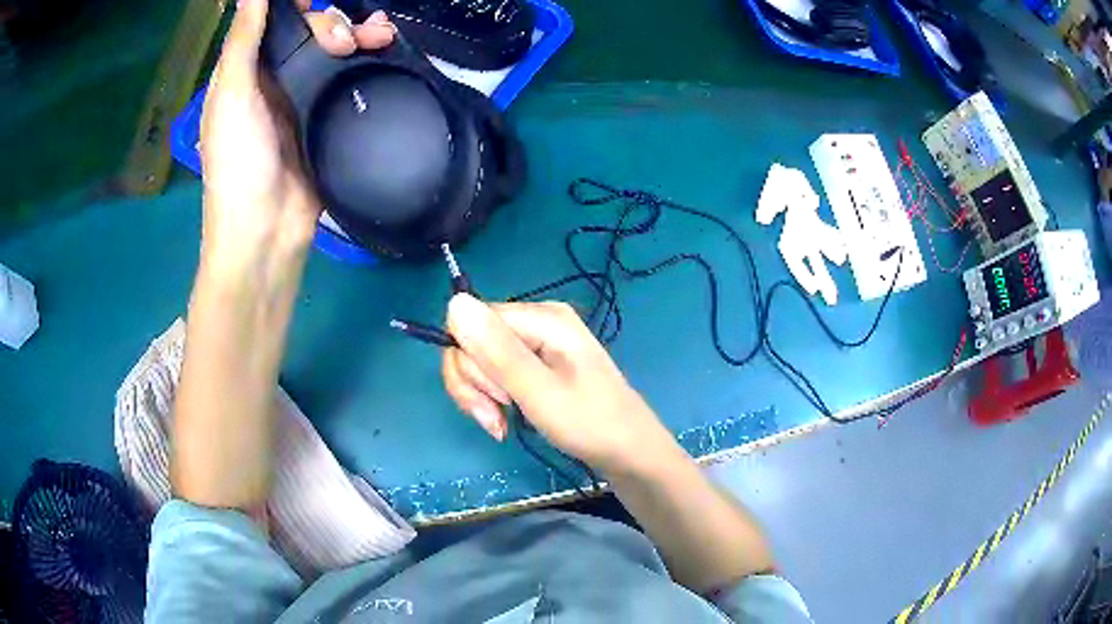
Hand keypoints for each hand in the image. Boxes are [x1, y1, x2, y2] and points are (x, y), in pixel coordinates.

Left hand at [199, 0, 394, 267]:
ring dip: (356, 34)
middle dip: (330, 23)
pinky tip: (384, 48)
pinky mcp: (327, 116)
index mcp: (245, 72)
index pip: (272, 21)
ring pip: (332, 50)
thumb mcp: (231, 97)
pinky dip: (366, 59)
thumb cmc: (237, 164)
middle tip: (343, 41)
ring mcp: (302, 97)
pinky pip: (348, 76)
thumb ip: (242, 42)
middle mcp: (273, 78)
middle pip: (307, 32)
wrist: (267, 231)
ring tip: (379, 35)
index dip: (293, 5)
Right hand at [443, 294, 674, 471]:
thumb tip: (454, 302)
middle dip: (474, 383)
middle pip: (473, 339)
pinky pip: (496, 372)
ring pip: (479, 359)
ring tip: (500, 424)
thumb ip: (497, 351)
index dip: (469, 361)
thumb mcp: (539, 392)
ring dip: (480, 395)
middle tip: (496, 416)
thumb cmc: (589, 424)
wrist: (629, 452)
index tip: (493, 396)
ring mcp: (537, 341)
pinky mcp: (537, 363)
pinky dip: (492, 398)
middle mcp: (536, 320)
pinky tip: (504, 420)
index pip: (471, 321)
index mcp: (541, 316)